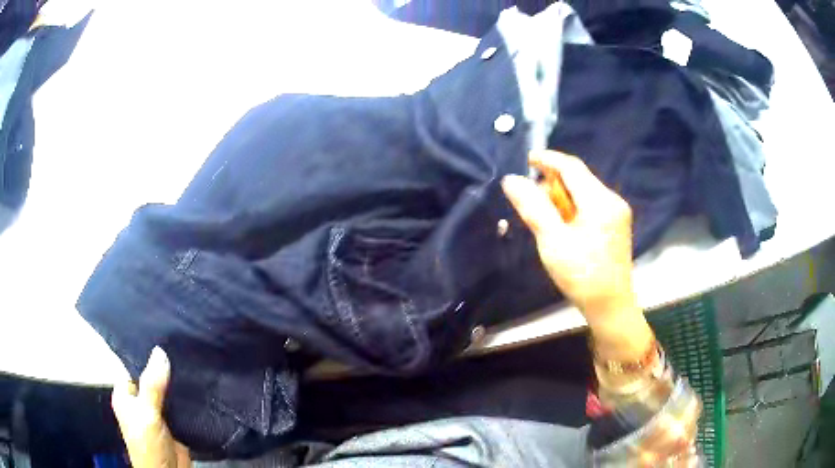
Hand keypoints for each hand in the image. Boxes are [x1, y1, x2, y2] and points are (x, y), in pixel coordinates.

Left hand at [112, 347, 190, 467]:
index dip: (147, 355)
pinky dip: (187, 399)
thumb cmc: (148, 444)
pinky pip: (179, 406)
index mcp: (125, 395)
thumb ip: (152, 385)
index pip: (134, 367)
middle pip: (152, 379)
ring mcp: (157, 413)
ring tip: (193, 364)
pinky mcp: (174, 424)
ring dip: (178, 384)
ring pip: (167, 392)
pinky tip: (197, 387)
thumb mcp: (147, 413)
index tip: (166, 341)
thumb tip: (160, 351)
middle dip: (166, 369)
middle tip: (183, 350)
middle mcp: (140, 402)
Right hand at [502, 151, 652, 359]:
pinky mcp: (617, 225)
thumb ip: (533, 207)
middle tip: (533, 201)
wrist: (610, 306)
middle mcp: (613, 200)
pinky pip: (591, 204)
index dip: (548, 159)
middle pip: (579, 178)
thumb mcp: (552, 241)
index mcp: (600, 201)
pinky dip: (573, 208)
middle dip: (553, 183)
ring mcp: (617, 212)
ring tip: (547, 219)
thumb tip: (512, 180)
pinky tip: (564, 227)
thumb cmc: (581, 276)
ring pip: (584, 192)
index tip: (527, 159)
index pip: (572, 167)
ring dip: (562, 197)